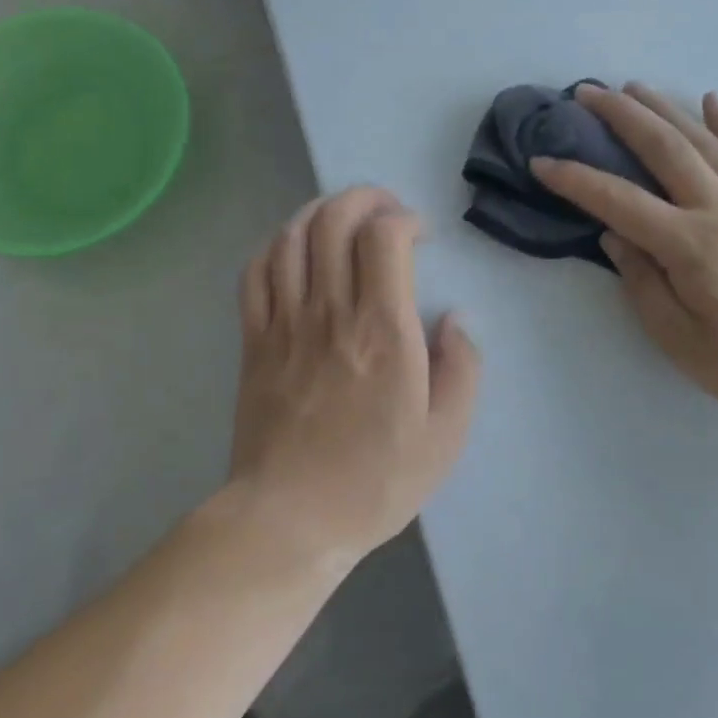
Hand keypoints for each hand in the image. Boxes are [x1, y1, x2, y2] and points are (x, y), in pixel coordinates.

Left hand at [229, 186, 480, 570]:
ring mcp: (286, 322)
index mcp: (383, 329)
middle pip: (334, 220)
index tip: (420, 235)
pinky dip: (276, 244)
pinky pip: (256, 271)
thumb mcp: (445, 436)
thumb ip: (462, 368)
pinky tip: (295, 248)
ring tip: (343, 218)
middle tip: (386, 211)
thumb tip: (455, 319)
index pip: (384, 237)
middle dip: (364, 198)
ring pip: (292, 236)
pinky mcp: (254, 340)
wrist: (289, 520)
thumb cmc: (374, 479)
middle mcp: (331, 311)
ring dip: (320, 211)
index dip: (404, 218)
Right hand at [532, 85, 717, 423]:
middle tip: (587, 92)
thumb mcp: (682, 341)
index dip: (575, 180)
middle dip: (621, 116)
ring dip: (665, 109)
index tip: (541, 161)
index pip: (619, 201)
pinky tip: (712, 102)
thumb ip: (644, 285)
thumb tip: (615, 236)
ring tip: (634, 87)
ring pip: (703, 142)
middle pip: (664, 149)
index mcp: (691, 246)